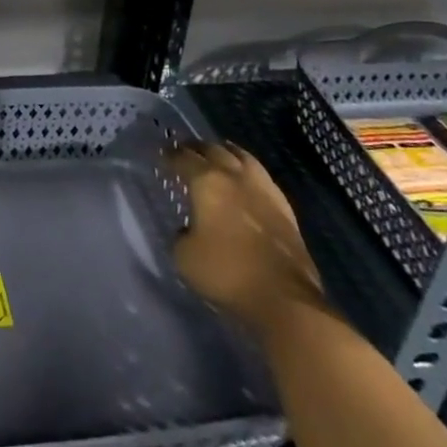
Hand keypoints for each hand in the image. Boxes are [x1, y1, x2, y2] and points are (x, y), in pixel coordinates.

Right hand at [168, 141, 327, 334]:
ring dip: (225, 152)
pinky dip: (247, 170)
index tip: (162, 156)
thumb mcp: (184, 257)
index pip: (183, 158)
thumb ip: (181, 235)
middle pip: (213, 149)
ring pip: (242, 156)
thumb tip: (188, 230)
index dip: (170, 155)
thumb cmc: (226, 273)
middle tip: (185, 151)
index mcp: (207, 182)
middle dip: (196, 148)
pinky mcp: (285, 207)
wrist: (284, 298)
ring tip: (217, 154)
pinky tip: (246, 179)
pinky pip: (261, 175)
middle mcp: (235, 177)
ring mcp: (264, 189)